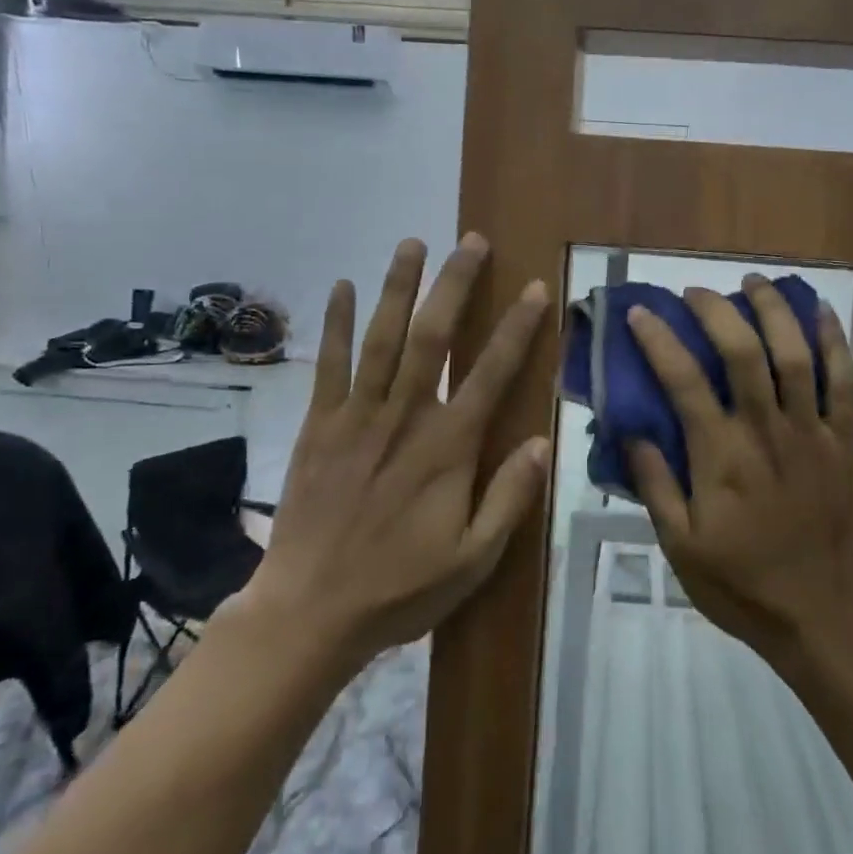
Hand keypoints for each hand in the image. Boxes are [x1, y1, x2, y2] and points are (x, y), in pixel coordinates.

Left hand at [240, 235, 550, 672]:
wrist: (309, 612)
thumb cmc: (400, 587)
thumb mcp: (473, 558)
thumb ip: (509, 498)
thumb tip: (543, 442)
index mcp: (448, 448)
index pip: (492, 374)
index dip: (517, 329)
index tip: (534, 289)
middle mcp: (404, 417)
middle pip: (432, 337)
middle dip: (455, 285)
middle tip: (471, 241)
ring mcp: (356, 417)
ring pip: (381, 338)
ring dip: (397, 287)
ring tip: (412, 243)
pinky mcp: (317, 426)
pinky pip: (328, 365)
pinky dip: (335, 323)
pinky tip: (341, 286)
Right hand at [625, 274, 852, 660]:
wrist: (820, 615)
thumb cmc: (741, 583)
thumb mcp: (679, 545)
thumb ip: (656, 484)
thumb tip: (632, 431)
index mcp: (721, 456)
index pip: (683, 380)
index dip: (659, 340)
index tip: (641, 313)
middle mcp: (766, 431)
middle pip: (743, 352)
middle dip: (716, 311)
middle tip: (695, 293)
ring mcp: (812, 433)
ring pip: (796, 355)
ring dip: (773, 311)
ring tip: (753, 283)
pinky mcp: (845, 442)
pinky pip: (844, 382)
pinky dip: (833, 342)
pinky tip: (820, 312)